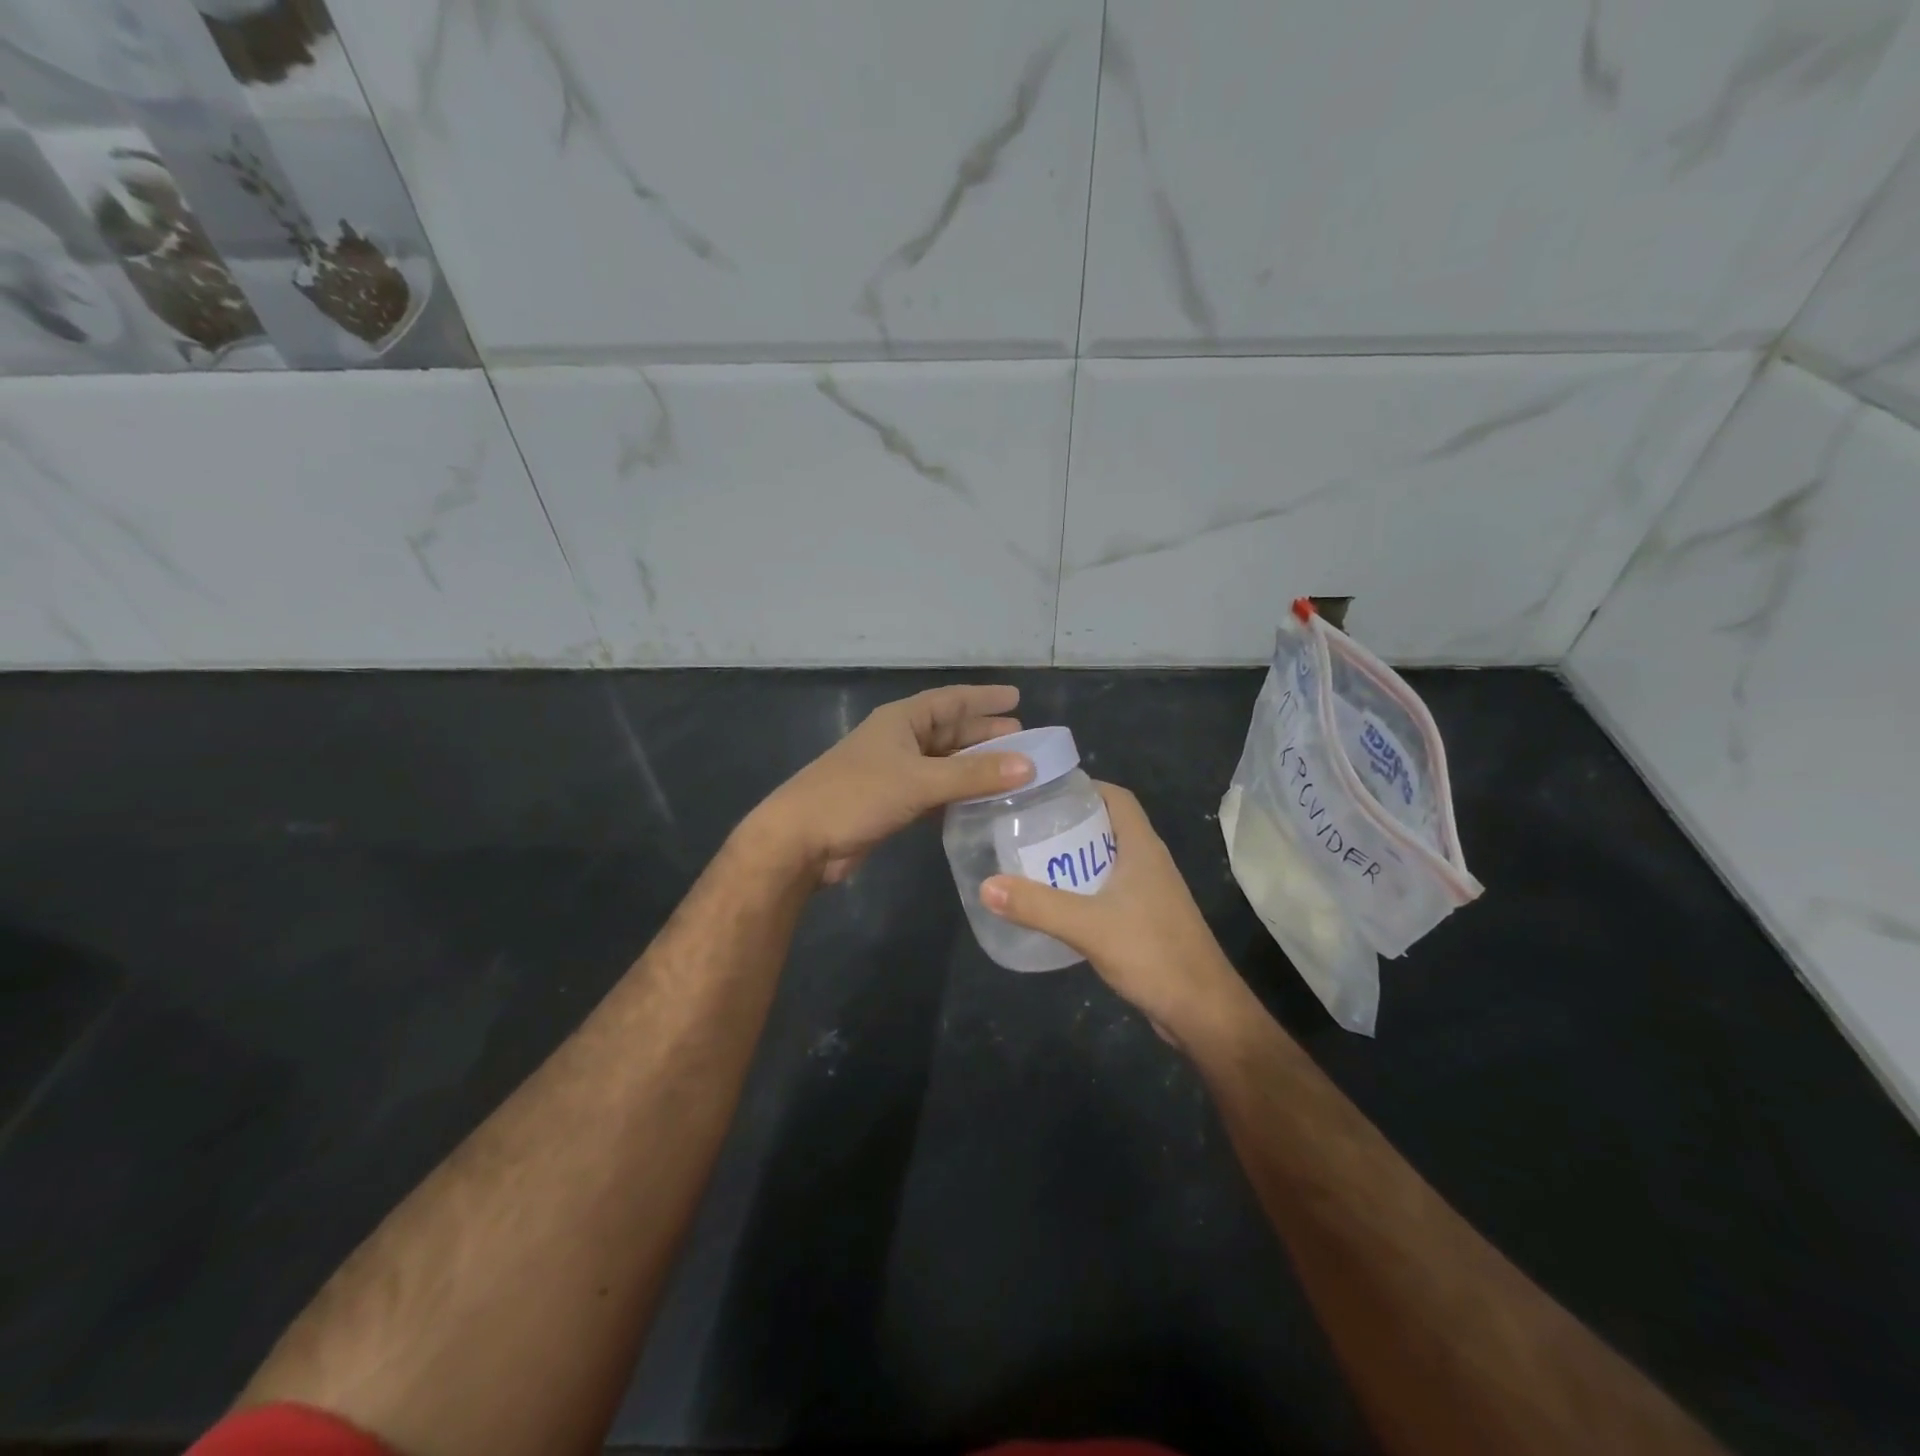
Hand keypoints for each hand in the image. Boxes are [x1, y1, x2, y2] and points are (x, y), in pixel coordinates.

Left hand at [752, 684, 1033, 884]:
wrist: (802, 840)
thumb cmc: (857, 796)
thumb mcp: (919, 781)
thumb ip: (974, 775)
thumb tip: (1029, 765)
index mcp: (901, 721)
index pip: (951, 700)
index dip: (984, 698)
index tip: (1017, 698)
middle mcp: (899, 741)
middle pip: (950, 731)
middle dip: (985, 735)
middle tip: (1024, 740)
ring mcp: (894, 773)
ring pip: (944, 764)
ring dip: (974, 767)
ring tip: (1012, 771)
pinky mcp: (892, 803)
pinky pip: (935, 791)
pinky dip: (958, 794)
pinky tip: (982, 802)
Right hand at [980, 783, 1248, 1050]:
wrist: (1203, 1012)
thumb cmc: (1153, 954)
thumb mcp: (1089, 926)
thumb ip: (1038, 906)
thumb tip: (986, 886)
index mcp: (1143, 848)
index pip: (1117, 798)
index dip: (1085, 787)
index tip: (1044, 791)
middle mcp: (1149, 863)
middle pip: (1108, 827)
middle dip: (1069, 823)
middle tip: (1026, 828)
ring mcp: (1151, 894)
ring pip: (1108, 861)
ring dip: (1075, 859)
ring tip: (1032, 862)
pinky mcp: (1147, 922)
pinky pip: (1110, 892)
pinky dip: (1084, 890)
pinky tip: (1057, 906)